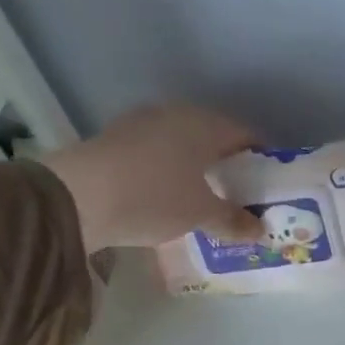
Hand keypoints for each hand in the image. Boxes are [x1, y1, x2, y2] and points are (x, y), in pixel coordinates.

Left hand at [42, 104, 265, 252]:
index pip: (245, 135)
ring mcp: (141, 124)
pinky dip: (170, 171)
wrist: (76, 197)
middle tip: (240, 195)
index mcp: (204, 124)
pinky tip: (170, 196)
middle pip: (212, 138)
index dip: (261, 160)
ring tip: (206, 199)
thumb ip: (234, 220)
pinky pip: (157, 154)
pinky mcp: (115, 141)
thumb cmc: (154, 197)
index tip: (268, 185)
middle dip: (228, 165)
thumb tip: (260, 229)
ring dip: (196, 168)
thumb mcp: (201, 214)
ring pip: (182, 145)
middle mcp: (175, 114)